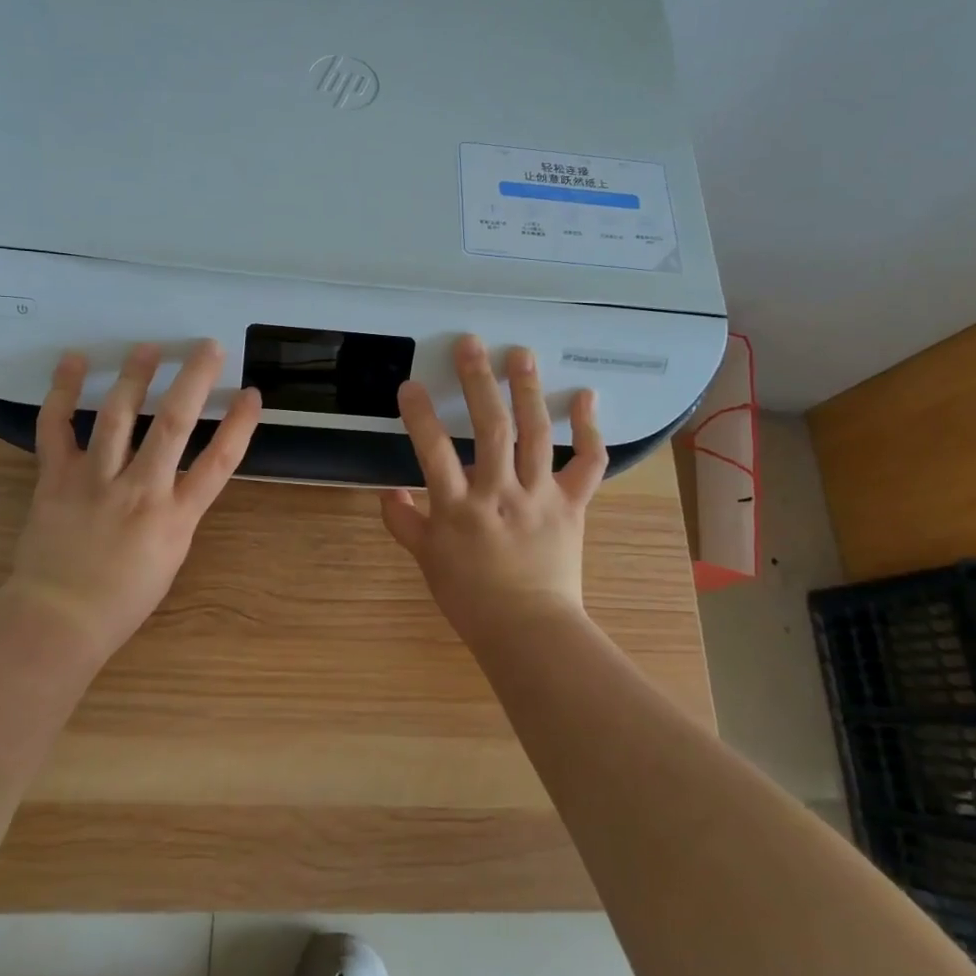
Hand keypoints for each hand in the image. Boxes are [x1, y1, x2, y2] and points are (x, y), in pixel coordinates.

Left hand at [6, 340, 261, 662]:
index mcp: (175, 517)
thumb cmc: (122, 598)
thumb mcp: (171, 556)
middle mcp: (140, 491)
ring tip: (149, 347)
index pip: (218, 462)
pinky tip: (72, 360)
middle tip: (207, 346)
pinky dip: (62, 391)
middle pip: (173, 425)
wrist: (57, 620)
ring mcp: (95, 481)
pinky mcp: (56, 478)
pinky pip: (56, 427)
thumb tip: (181, 472)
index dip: (239, 425)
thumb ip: (179, 509)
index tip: (251, 394)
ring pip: (117, 416)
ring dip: (135, 376)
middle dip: (193, 380)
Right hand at [380, 334, 608, 638]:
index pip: (434, 453)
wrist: (530, 631)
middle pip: (491, 430)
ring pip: (536, 435)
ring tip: (521, 353)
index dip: (421, 416)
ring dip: (528, 390)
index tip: (410, 384)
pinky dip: (588, 430)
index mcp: (460, 510)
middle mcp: (500, 494)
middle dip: (479, 383)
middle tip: (471, 344)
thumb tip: (387, 491)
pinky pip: (587, 463)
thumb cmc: (472, 598)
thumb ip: (404, 522)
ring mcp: (540, 496)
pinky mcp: (572, 504)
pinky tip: (585, 397)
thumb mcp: (428, 561)